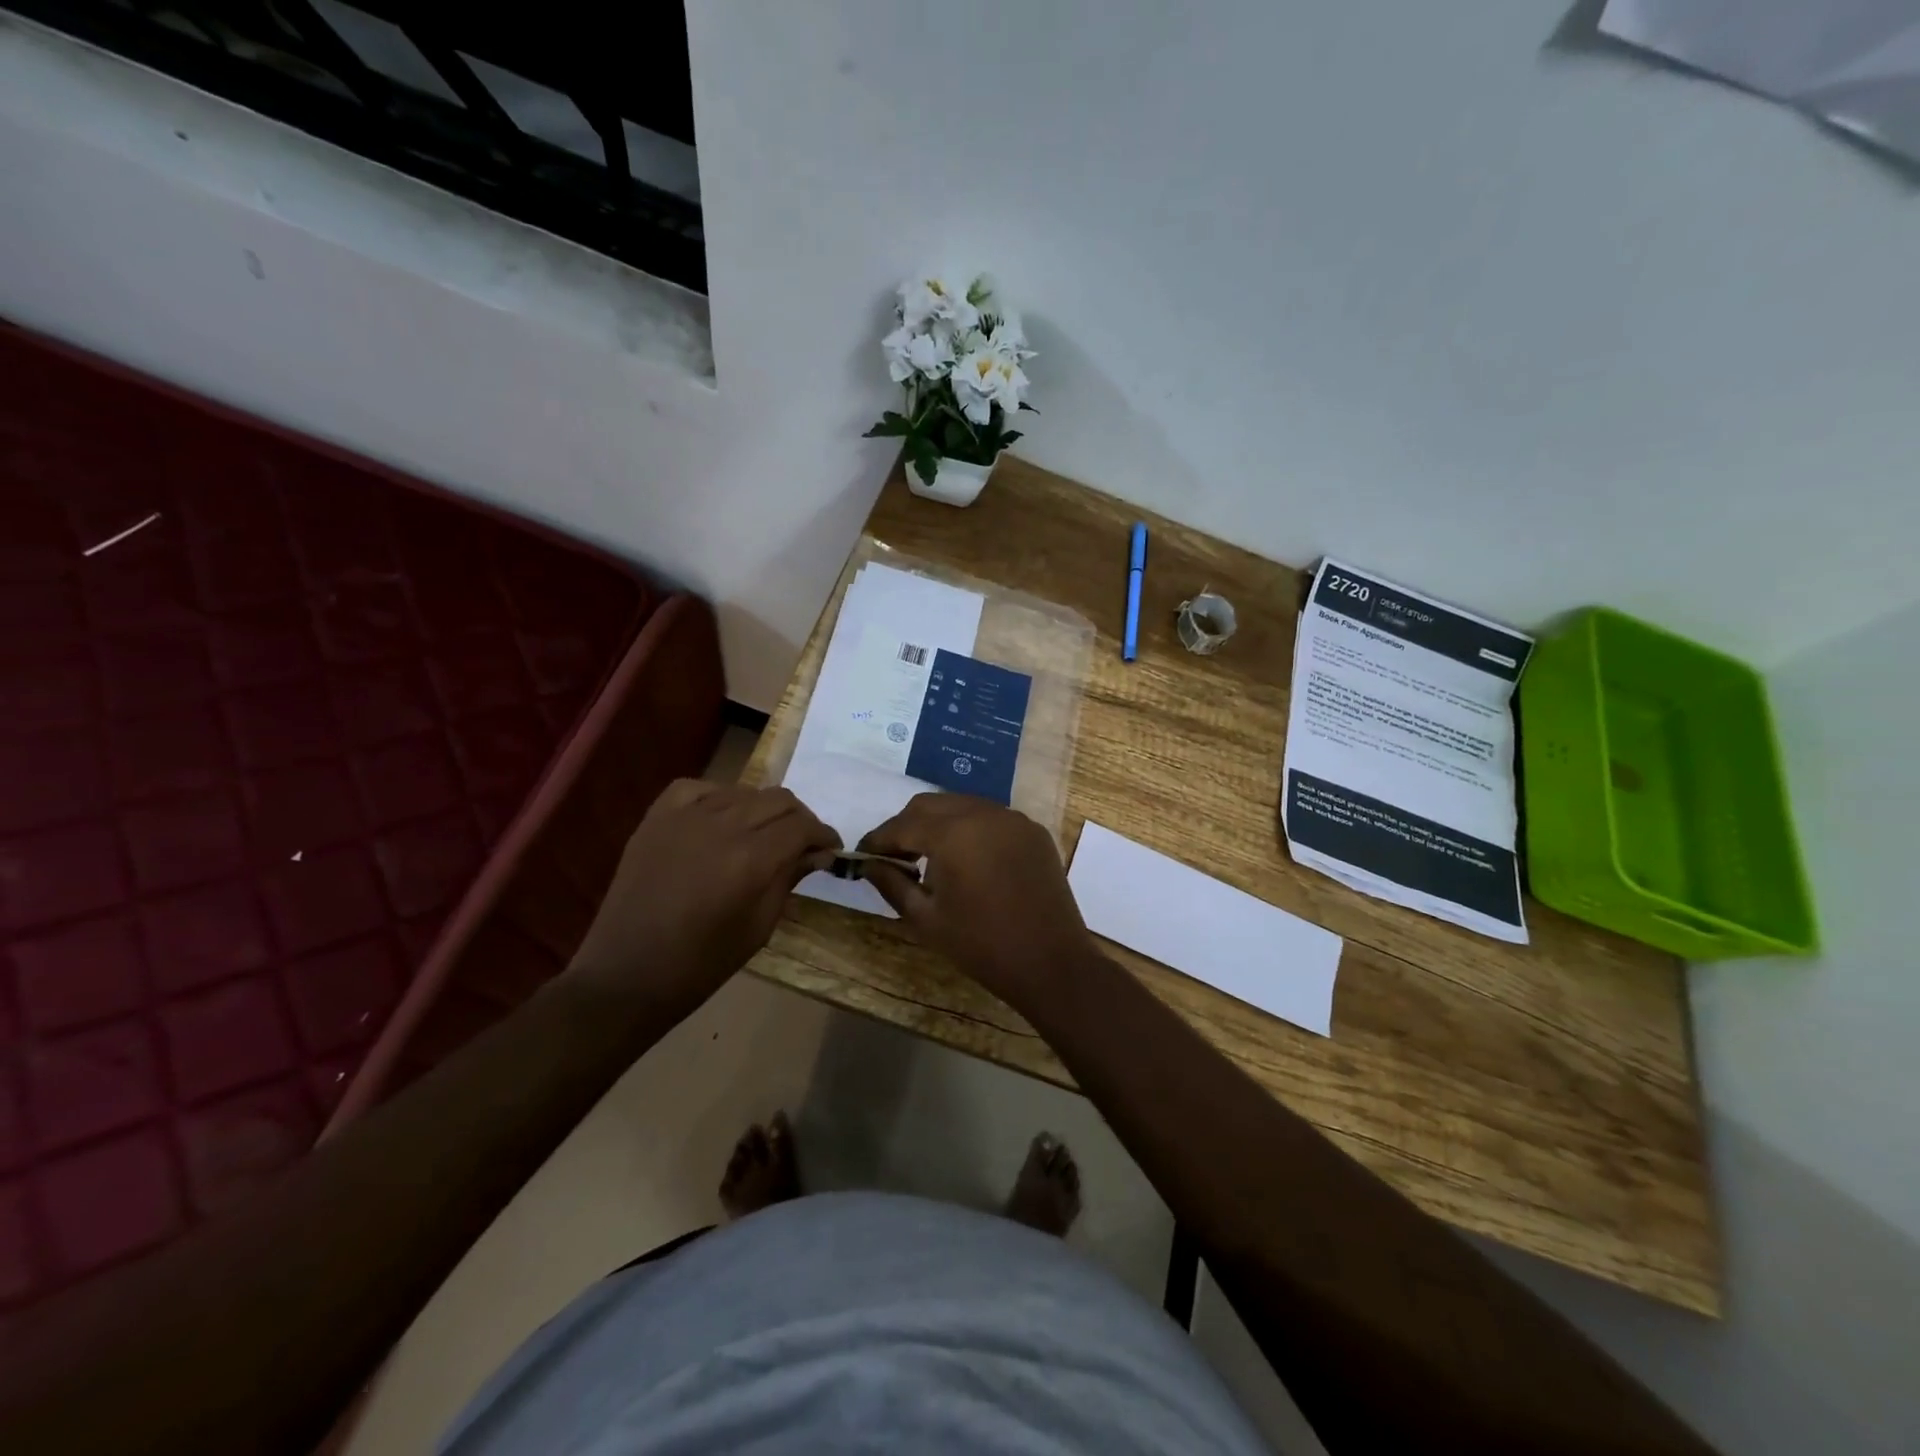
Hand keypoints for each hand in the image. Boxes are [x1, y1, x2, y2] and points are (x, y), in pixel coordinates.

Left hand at [569, 780, 840, 1007]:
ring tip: (762, 835)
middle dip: (800, 819)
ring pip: (743, 791)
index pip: (802, 826)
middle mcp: (722, 826)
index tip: (830, 849)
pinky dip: (718, 797)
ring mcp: (685, 817)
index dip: (823, 835)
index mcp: (751, 859)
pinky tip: (720, 818)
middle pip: (778, 800)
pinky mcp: (657, 818)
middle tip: (803, 843)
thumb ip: (789, 878)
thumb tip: (818, 852)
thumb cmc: (701, 964)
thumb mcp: (759, 927)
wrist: (627, 975)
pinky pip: (698, 788)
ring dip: (762, 809)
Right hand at [859, 794, 1097, 1006]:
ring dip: (938, 824)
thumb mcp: (926, 919)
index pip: (902, 825)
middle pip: (930, 805)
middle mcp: (983, 813)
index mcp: (953, 833)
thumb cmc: (981, 945)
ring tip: (929, 858)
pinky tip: (967, 860)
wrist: (1050, 962)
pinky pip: (991, 818)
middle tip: (894, 858)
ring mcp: (1013, 818)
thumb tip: (868, 863)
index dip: (878, 839)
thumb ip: (892, 884)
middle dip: (907, 826)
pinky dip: (970, 829)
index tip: (862, 855)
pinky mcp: (1033, 831)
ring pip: (962, 806)